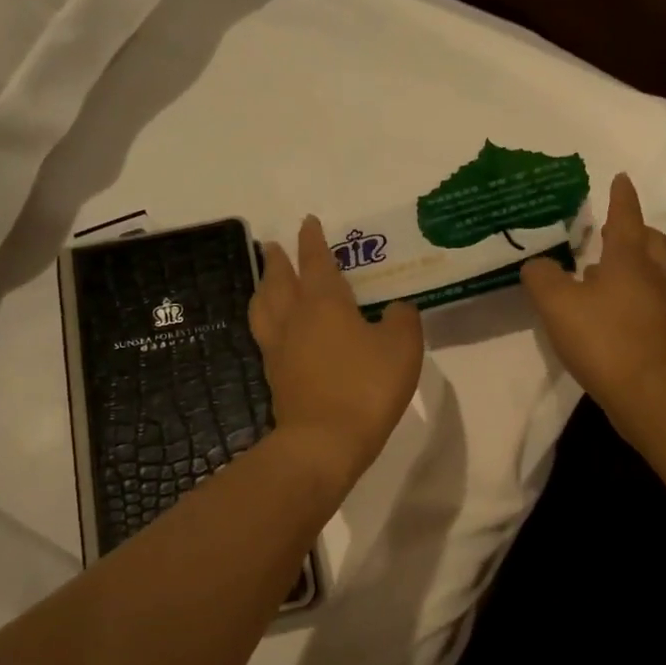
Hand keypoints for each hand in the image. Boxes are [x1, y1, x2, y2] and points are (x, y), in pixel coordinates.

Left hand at [250, 216, 424, 493]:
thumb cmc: (366, 387)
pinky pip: (265, 337)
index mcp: (325, 304)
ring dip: (263, 289)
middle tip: (273, 247)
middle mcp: (295, 320)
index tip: (307, 222)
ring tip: (264, 282)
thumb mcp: (402, 348)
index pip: (317, 262)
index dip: (313, 241)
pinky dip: (267, 322)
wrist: (325, 442)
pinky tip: (275, 330)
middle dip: (278, 261)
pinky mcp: (275, 377)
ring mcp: (279, 350)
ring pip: (264, 308)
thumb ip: (402, 320)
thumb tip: (395, 310)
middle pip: (280, 281)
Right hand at [520, 173, 665, 429]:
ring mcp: (657, 308)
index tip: (621, 178)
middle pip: (650, 243)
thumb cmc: (603, 337)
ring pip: (649, 273)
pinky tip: (605, 308)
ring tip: (602, 268)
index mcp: (628, 259)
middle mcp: (649, 277)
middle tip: (614, 228)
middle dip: (635, 230)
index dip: (621, 197)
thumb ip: (542, 278)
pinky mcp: (656, 336)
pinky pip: (643, 302)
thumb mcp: (558, 303)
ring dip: (631, 264)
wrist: (645, 392)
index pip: (625, 217)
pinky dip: (627, 295)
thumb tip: (536, 264)